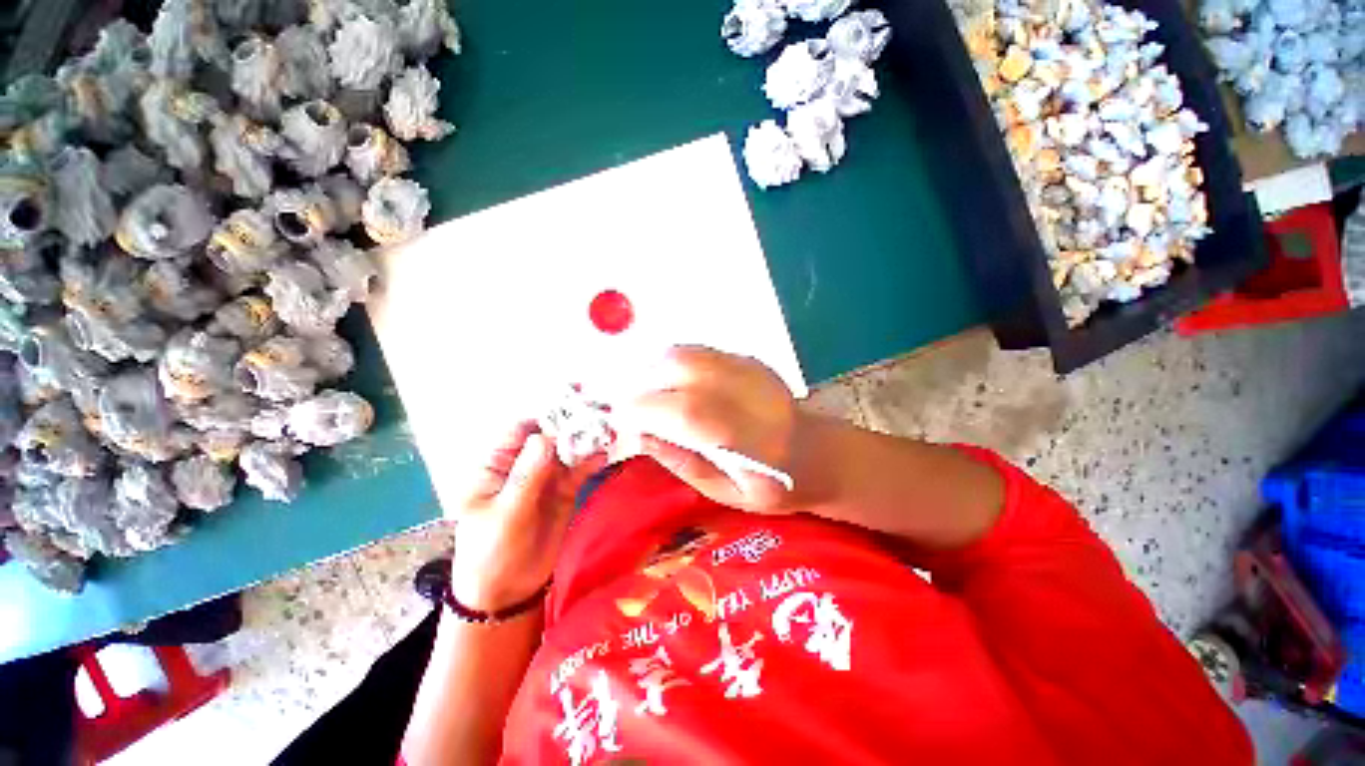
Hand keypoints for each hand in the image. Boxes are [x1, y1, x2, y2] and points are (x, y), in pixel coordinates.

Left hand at [448, 421, 605, 611]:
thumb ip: (527, 476)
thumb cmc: (492, 552)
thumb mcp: (506, 514)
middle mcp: (523, 464)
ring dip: (586, 440)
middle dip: (572, 424)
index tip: (571, 406)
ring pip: (567, 450)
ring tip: (607, 430)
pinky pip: (579, 470)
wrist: (509, 591)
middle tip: (598, 413)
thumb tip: (545, 437)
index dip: (545, 416)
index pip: (521, 430)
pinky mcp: (564, 490)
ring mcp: (545, 476)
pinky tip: (603, 455)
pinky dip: (591, 461)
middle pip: (549, 435)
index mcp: (497, 464)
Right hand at [616, 346, 798, 512]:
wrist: (818, 452)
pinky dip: (672, 366)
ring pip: (684, 354)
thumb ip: (683, 463)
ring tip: (650, 400)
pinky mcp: (747, 359)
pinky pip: (696, 351)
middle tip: (632, 412)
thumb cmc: (775, 486)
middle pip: (679, 368)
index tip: (619, 424)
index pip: (687, 411)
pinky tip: (674, 387)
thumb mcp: (728, 494)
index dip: (644, 411)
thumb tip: (637, 437)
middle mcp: (750, 393)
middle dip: (642, 388)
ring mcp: (750, 369)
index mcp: (751, 438)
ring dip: (654, 373)